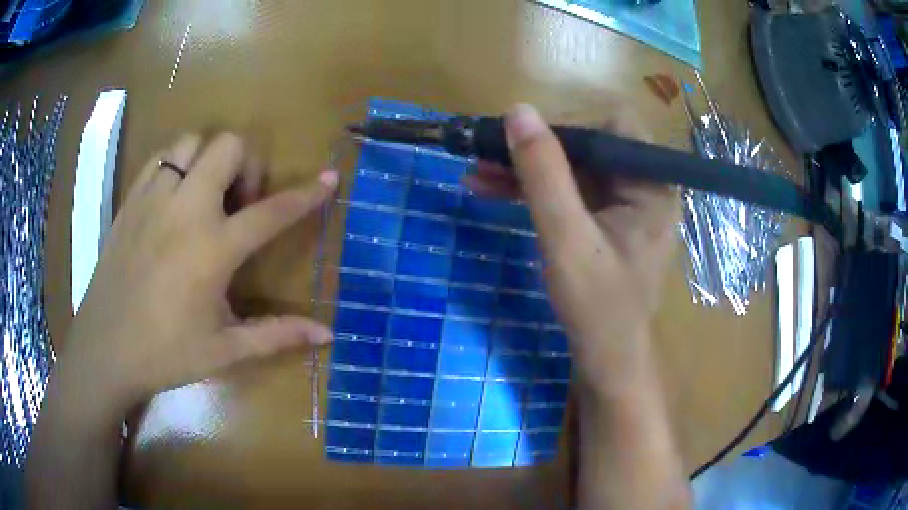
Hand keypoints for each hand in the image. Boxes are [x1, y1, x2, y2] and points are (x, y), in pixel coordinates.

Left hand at [57, 133, 336, 420]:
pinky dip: (177, 164)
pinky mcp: (131, 199)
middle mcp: (186, 209)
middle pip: (229, 146)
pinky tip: (174, 199)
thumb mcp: (224, 350)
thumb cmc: (165, 354)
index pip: (272, 211)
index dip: (306, 195)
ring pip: (192, 141)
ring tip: (205, 197)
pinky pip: (161, 158)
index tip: (328, 178)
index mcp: (212, 248)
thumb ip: (276, 335)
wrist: (105, 348)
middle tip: (239, 204)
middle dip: (246, 165)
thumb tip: (327, 335)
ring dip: (209, 159)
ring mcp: (154, 198)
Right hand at [463, 104, 678, 393]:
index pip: (613, 125)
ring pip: (572, 168)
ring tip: (476, 175)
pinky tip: (493, 190)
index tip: (522, 142)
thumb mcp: (567, 238)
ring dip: (526, 169)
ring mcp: (623, 204)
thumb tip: (518, 110)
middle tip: (485, 155)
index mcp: (652, 184)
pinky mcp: (604, 221)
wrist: (606, 361)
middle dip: (536, 150)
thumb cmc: (597, 307)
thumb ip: (544, 173)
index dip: (567, 124)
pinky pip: (569, 192)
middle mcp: (643, 186)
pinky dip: (533, 190)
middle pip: (588, 145)